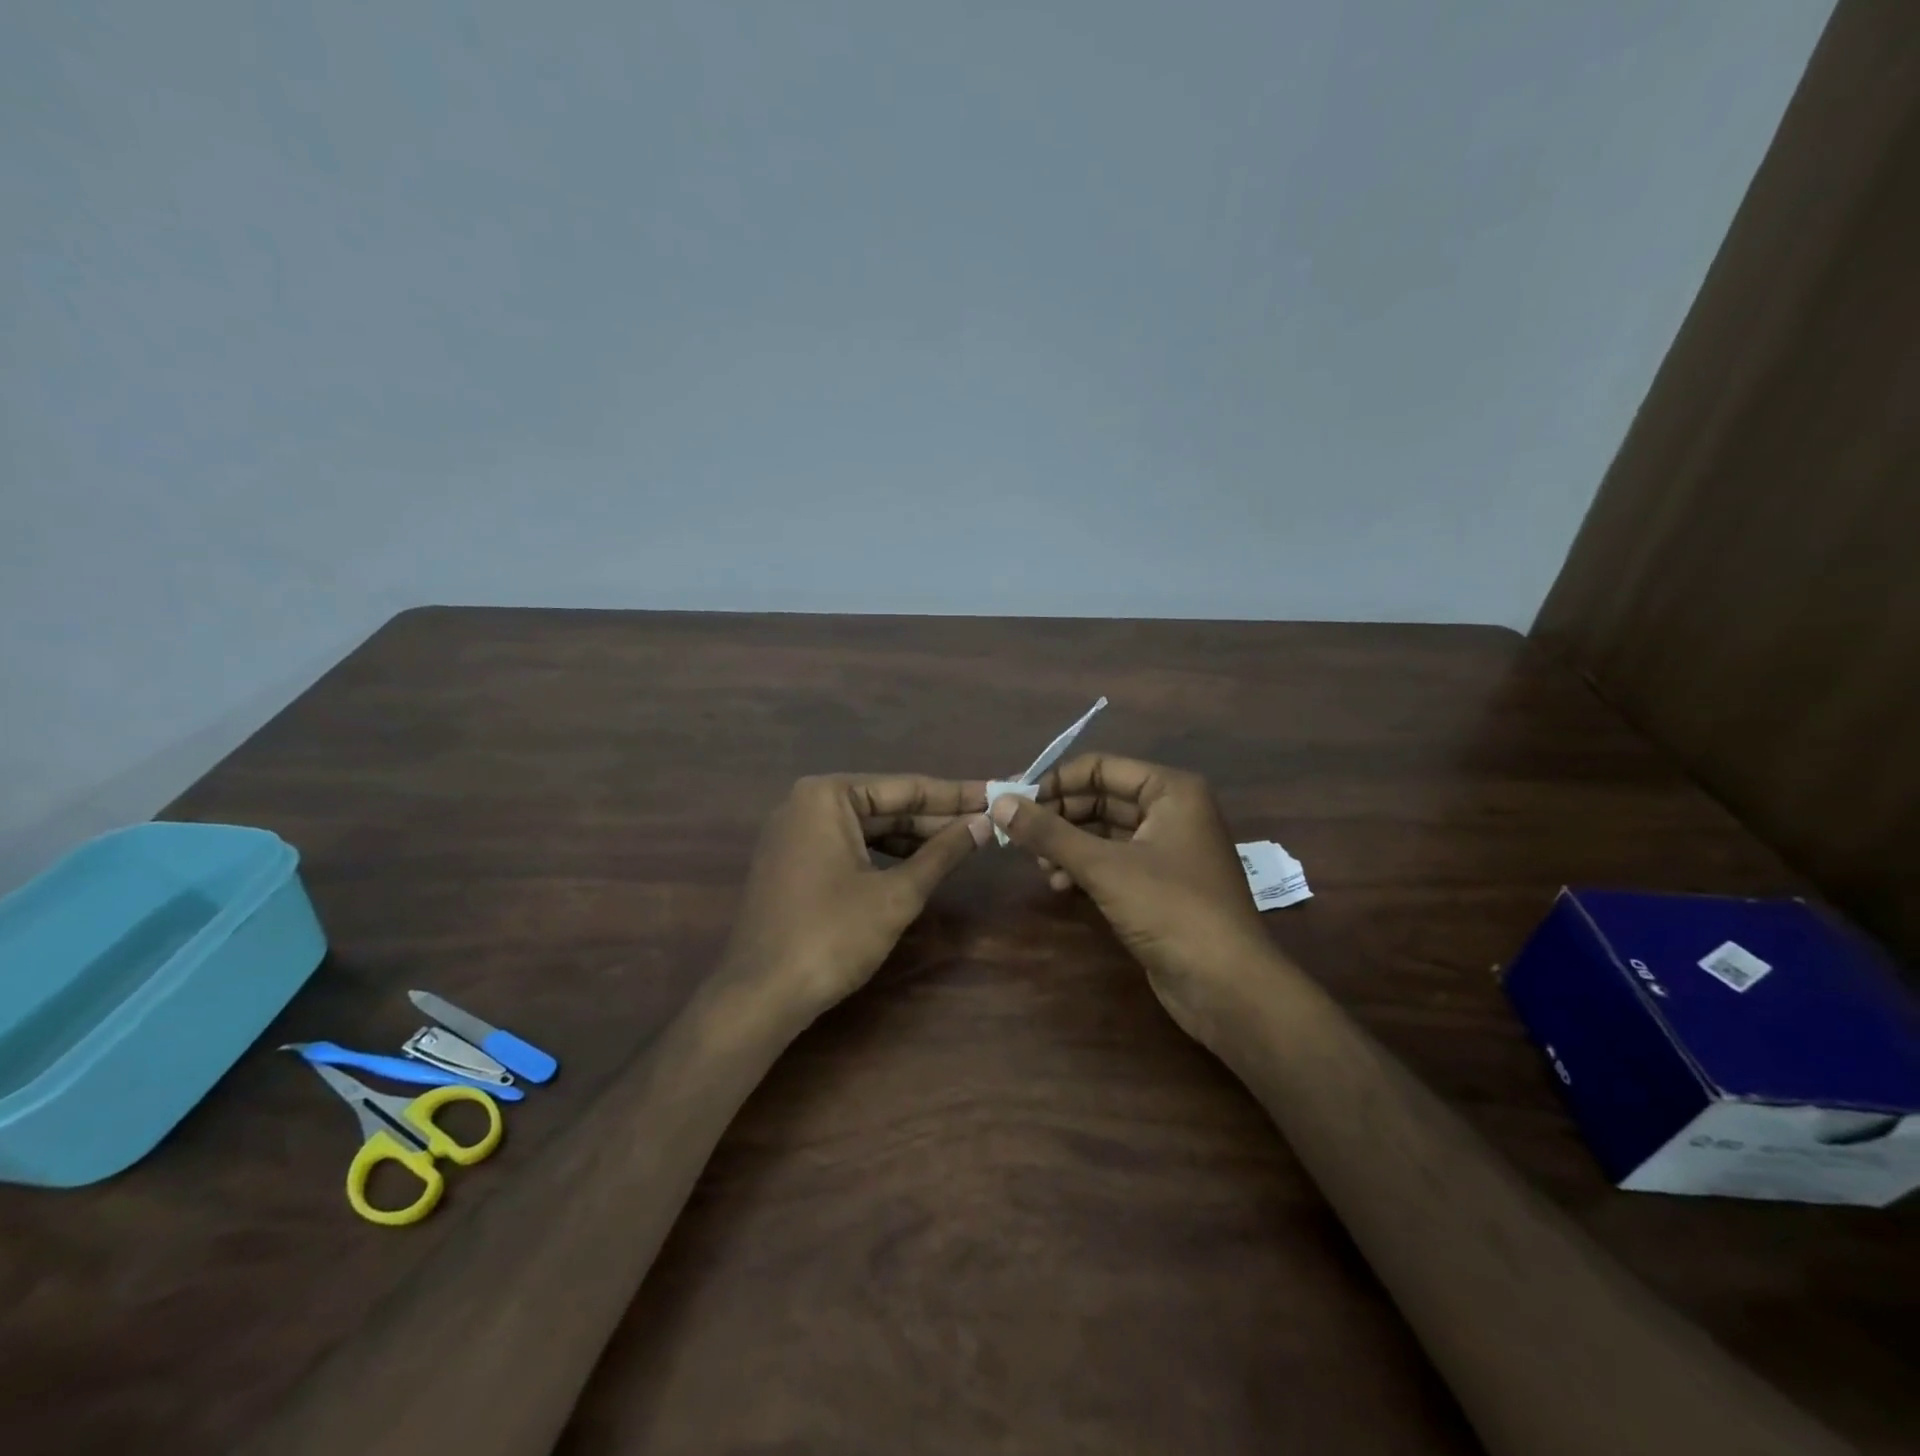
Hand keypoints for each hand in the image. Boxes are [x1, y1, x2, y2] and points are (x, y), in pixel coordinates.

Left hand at [723, 775, 990, 1013]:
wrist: (760, 996)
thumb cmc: (832, 936)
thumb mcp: (897, 894)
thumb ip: (943, 853)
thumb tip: (985, 823)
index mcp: (827, 796)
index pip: (906, 787)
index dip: (957, 795)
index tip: (997, 793)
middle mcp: (806, 804)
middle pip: (887, 805)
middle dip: (937, 817)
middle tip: (990, 819)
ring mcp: (796, 834)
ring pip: (869, 828)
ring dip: (915, 837)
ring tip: (966, 840)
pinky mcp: (794, 863)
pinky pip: (850, 847)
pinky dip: (886, 855)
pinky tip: (921, 863)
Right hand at [988, 755, 1275, 1041]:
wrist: (1227, 986)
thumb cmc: (1170, 909)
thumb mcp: (1104, 867)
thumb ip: (1049, 833)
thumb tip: (999, 802)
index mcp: (1170, 791)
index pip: (1100, 768)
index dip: (1056, 782)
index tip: (1015, 803)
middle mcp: (1172, 811)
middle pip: (1101, 798)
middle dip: (1059, 817)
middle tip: (1020, 837)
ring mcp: (1167, 849)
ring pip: (1105, 832)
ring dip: (1068, 844)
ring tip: (1039, 865)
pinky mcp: (1160, 884)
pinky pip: (1114, 861)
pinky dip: (1085, 868)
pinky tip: (1060, 885)